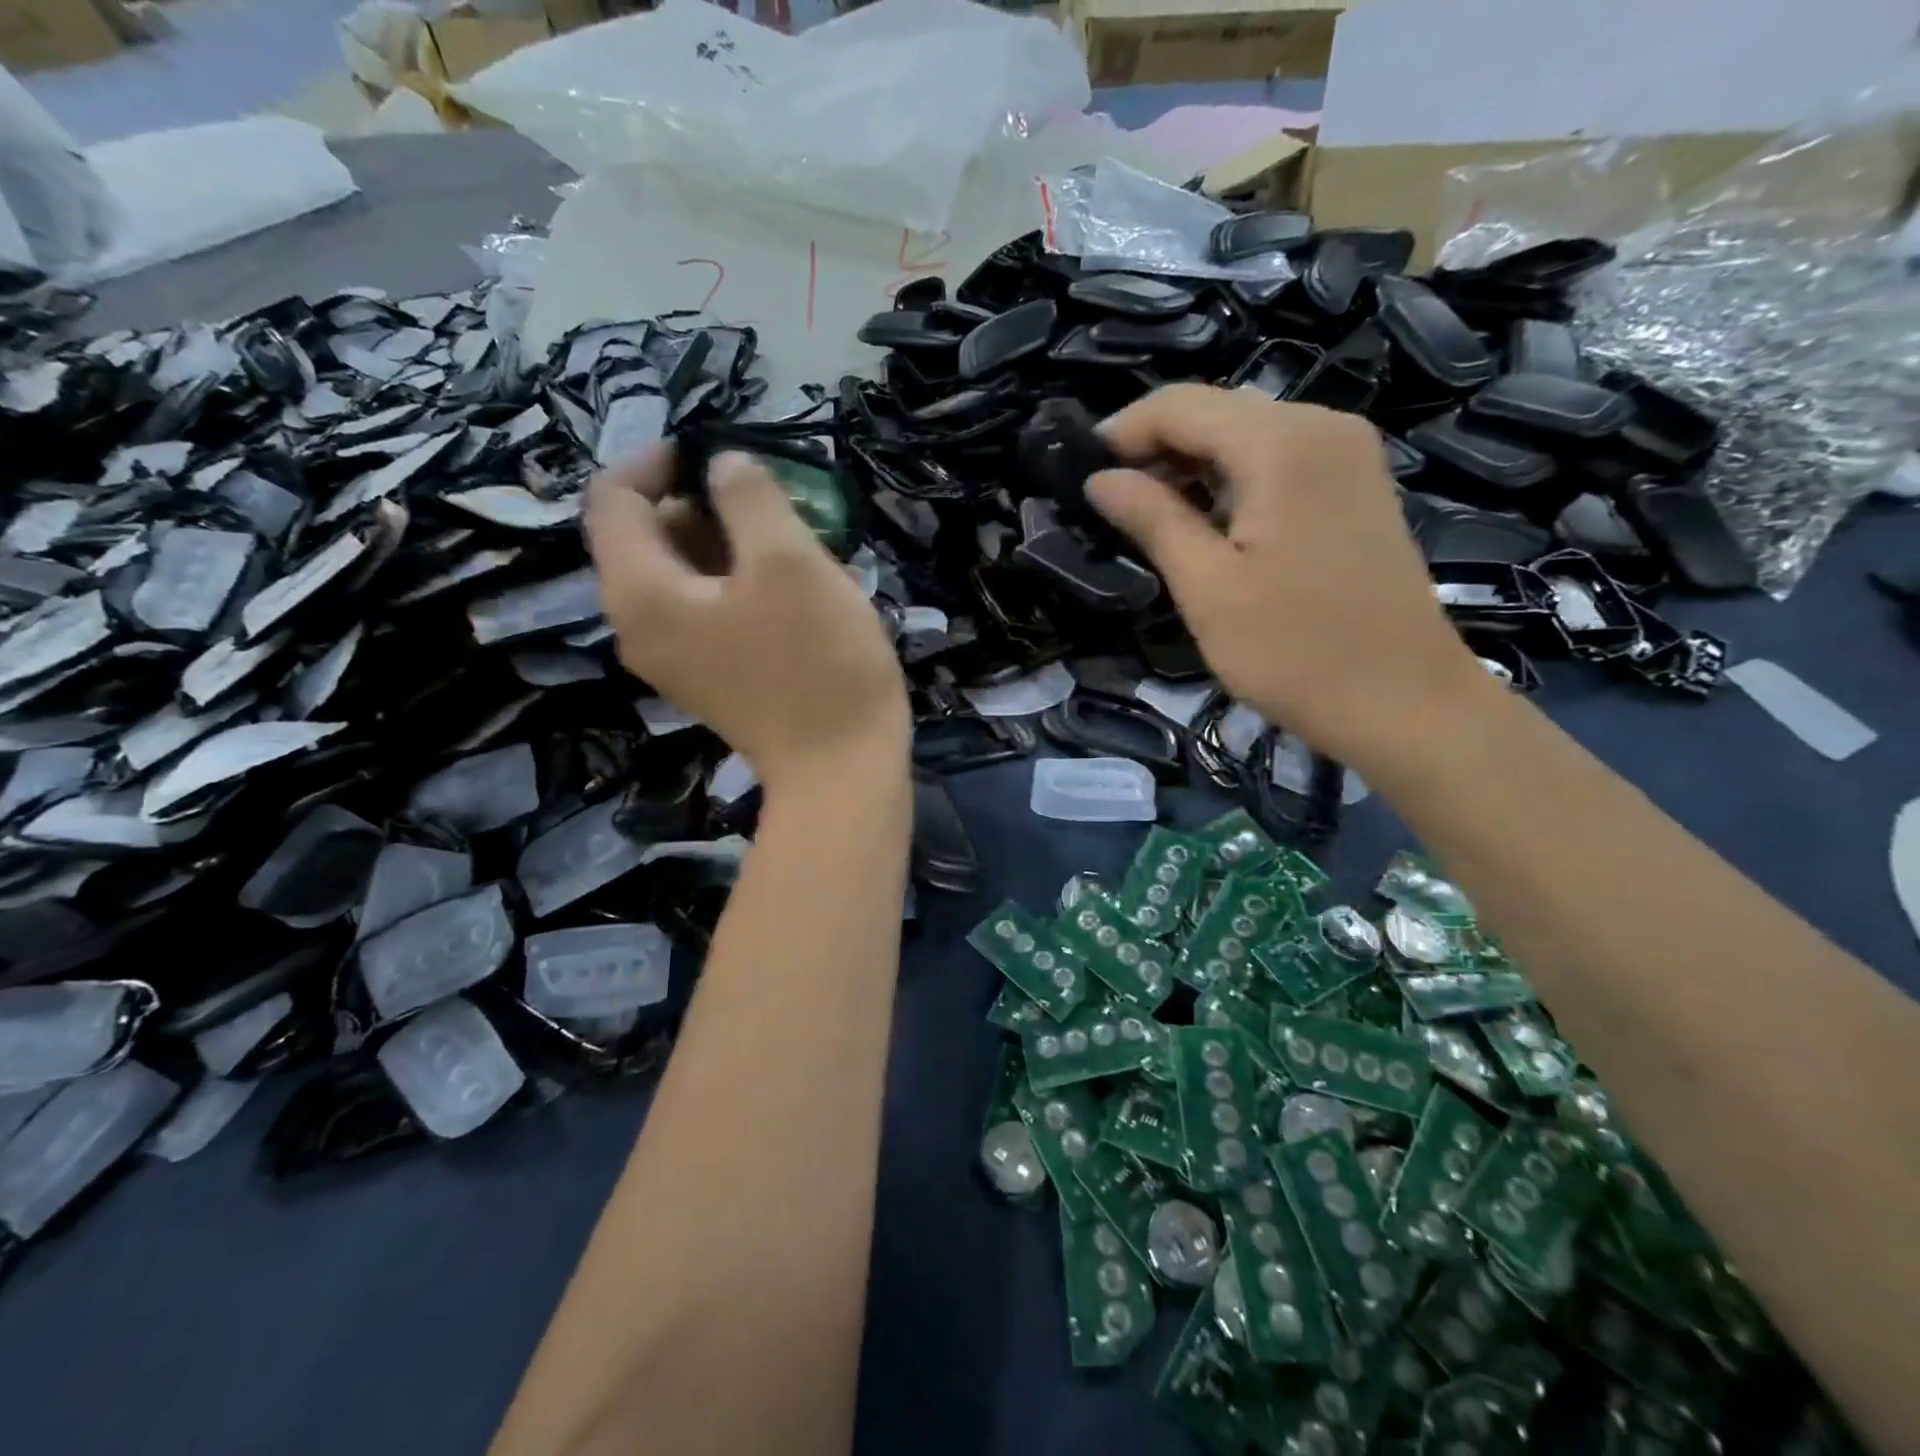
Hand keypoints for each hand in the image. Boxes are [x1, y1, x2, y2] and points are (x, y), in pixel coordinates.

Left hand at [586, 447, 909, 791]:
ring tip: (793, 543)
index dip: (657, 461)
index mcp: (641, 592)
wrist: (842, 770)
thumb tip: (723, 468)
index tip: (717, 451)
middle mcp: (640, 626)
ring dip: (729, 544)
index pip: (613, 500)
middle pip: (648, 537)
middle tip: (772, 501)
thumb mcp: (789, 561)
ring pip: (683, 574)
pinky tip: (793, 589)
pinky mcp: (710, 677)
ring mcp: (674, 659)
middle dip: (704, 504)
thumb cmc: (818, 662)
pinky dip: (737, 583)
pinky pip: (706, 609)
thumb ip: (747, 496)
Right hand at [1089, 384, 1491, 773]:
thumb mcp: (1206, 587)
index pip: (1180, 405)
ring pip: (1245, 433)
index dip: (1122, 432)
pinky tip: (1205, 518)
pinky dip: (1231, 478)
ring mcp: (1347, 453)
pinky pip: (1277, 458)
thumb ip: (1152, 518)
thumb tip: (1099, 478)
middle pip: (1215, 410)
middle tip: (1108, 500)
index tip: (1078, 474)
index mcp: (1281, 442)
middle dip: (1154, 447)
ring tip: (1146, 514)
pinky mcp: (1355, 485)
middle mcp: (1321, 425)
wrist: (1405, 703)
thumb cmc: (1295, 651)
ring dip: (1190, 464)